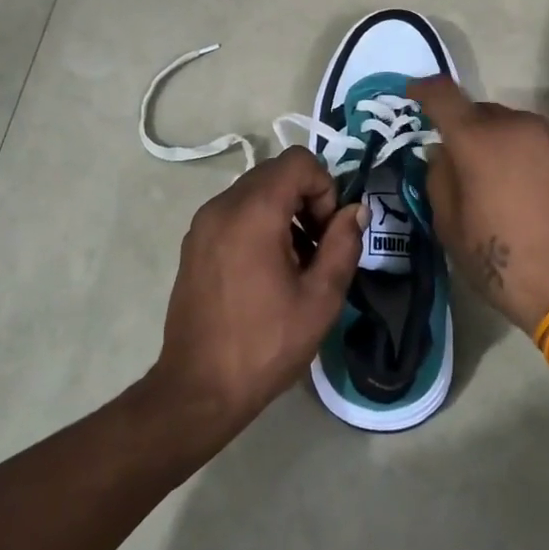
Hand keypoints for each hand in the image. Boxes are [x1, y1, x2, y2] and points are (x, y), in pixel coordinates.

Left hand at [150, 146, 364, 444]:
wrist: (199, 387)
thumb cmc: (266, 344)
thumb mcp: (321, 298)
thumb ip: (343, 244)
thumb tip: (354, 210)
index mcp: (253, 213)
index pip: (298, 162)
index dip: (325, 188)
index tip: (328, 232)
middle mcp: (222, 206)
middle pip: (275, 173)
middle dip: (306, 199)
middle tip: (317, 248)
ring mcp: (202, 223)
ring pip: (255, 192)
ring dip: (284, 212)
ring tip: (296, 264)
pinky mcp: (194, 243)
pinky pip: (235, 212)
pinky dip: (259, 224)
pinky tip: (267, 271)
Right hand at [409, 78, 548, 335]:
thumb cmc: (506, 266)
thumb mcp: (452, 230)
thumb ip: (440, 180)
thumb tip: (443, 153)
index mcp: (478, 141)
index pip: (443, 95)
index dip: (424, 89)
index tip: (415, 93)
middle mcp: (520, 126)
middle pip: (484, 113)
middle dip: (469, 131)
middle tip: (467, 165)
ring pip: (519, 128)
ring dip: (506, 146)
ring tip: (510, 185)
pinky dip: (537, 157)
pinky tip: (543, 193)